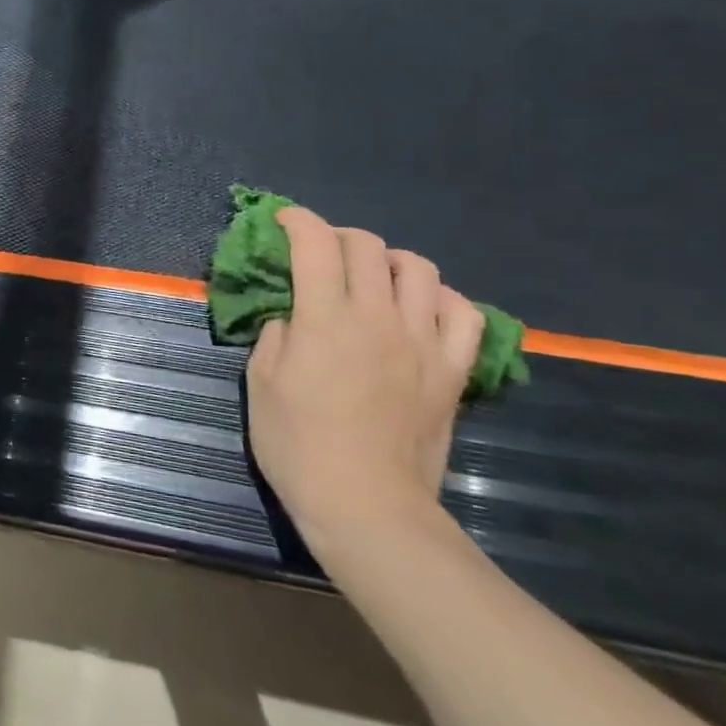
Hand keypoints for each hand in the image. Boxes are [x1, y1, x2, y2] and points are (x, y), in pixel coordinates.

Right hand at [245, 206, 482, 552]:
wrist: (366, 505)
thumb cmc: (298, 446)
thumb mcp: (261, 384)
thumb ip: (276, 336)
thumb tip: (295, 317)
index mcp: (325, 319)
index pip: (315, 245)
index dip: (297, 221)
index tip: (283, 220)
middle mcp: (378, 318)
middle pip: (367, 247)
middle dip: (337, 236)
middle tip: (319, 253)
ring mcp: (423, 343)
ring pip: (419, 269)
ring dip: (389, 260)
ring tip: (372, 277)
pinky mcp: (452, 370)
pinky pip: (464, 314)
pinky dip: (441, 299)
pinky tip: (421, 309)